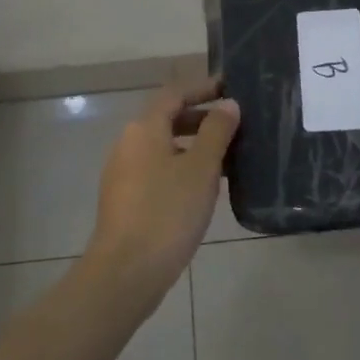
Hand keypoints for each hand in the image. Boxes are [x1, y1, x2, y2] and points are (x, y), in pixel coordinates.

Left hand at [87, 78, 238, 301]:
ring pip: (163, 147)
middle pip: (167, 119)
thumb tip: (228, 104)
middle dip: (201, 119)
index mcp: (144, 128)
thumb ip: (217, 131)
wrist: (126, 271)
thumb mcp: (201, 168)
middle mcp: (128, 143)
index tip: (230, 88)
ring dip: (193, 146)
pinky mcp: (125, 199)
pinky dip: (181, 168)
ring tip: (227, 159)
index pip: (174, 94)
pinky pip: (157, 170)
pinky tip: (203, 189)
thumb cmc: (167, 211)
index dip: (203, 88)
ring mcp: (123, 173)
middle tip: (235, 126)